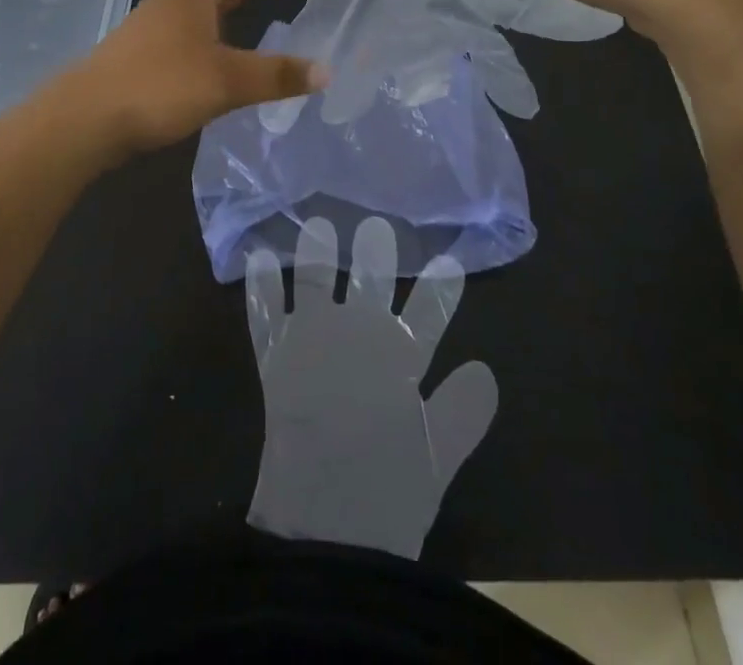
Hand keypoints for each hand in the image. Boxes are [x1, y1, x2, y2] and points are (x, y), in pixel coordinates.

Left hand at [71, 0, 326, 157]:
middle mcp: (170, 2)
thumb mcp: (227, 81)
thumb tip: (326, 71)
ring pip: (194, 1)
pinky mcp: (139, 52)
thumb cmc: (160, 86)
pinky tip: (211, 46)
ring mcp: (150, 26)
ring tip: (244, 1)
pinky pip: (182, 24)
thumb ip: (276, 75)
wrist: (86, 118)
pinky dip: (206, 23)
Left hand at [246, 216, 496, 558]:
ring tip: (317, 225)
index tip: (448, 260)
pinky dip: (261, 284)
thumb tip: (484, 369)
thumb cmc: (386, 493)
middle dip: (376, 254)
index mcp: (400, 358)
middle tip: (376, 226)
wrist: (323, 518)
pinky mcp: (276, 354)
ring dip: (316, 253)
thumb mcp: (438, 459)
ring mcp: (313, 339)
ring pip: (315, 282)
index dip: (440, 289)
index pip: (429, 314)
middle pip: (370, 284)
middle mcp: (357, 334)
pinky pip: (265, 312)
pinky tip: (257, 258)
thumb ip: (463, 411)